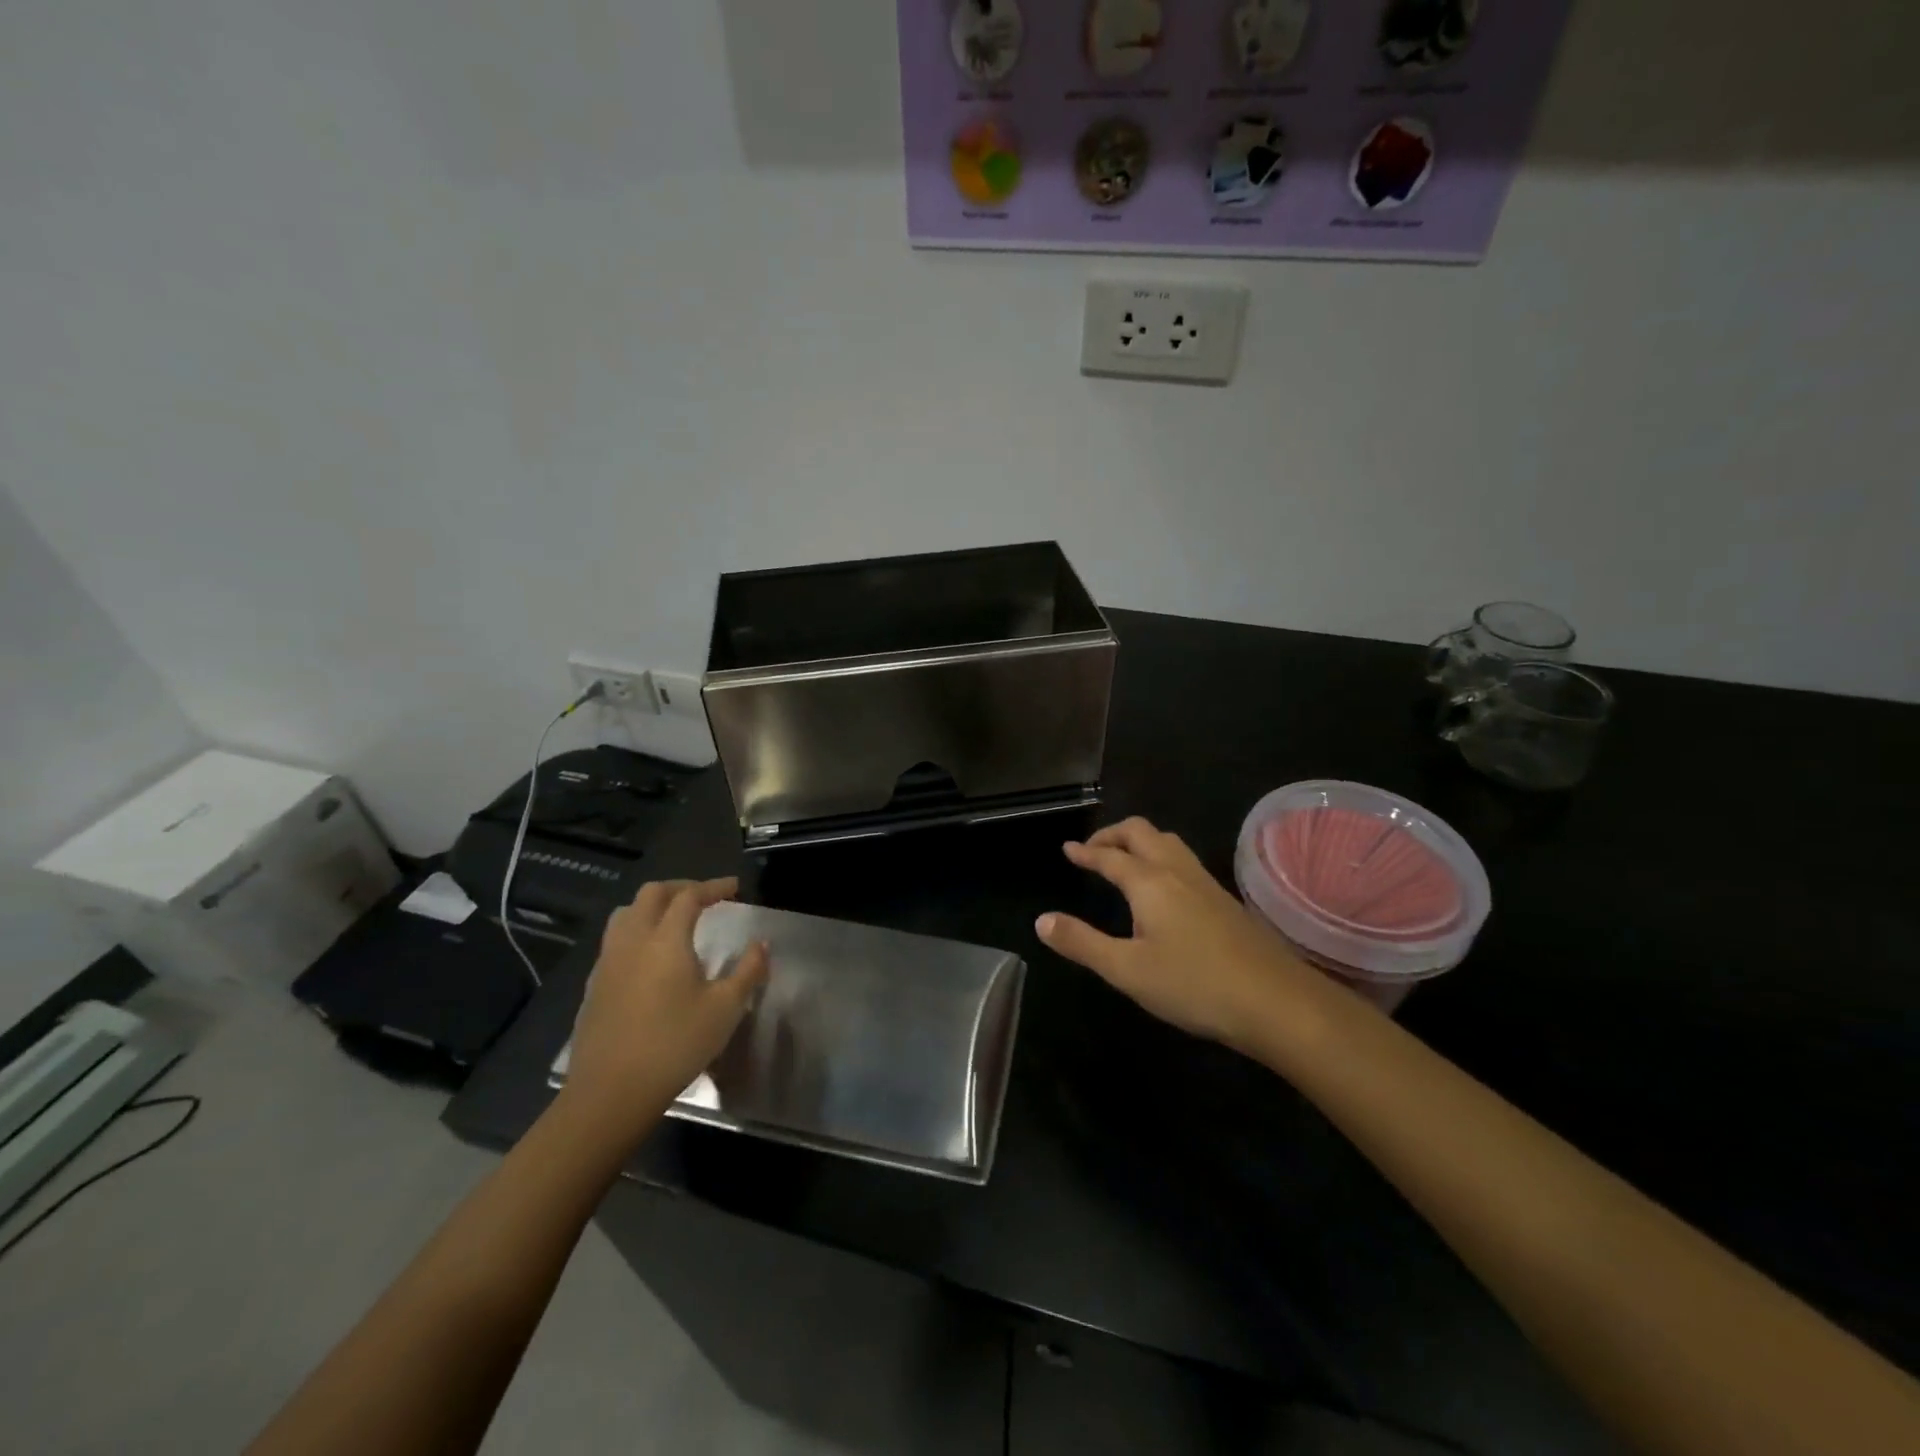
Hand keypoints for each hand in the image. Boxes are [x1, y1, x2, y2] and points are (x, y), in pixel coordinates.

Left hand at [563, 878, 768, 1135]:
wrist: (610, 1093)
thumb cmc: (675, 1045)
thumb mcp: (725, 1009)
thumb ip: (748, 971)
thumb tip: (761, 944)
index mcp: (665, 939)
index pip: (688, 896)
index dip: (713, 887)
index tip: (734, 887)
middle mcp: (632, 941)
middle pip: (651, 894)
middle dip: (680, 888)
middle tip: (704, 898)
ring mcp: (607, 963)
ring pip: (625, 914)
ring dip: (652, 907)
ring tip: (673, 920)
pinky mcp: (594, 986)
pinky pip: (614, 942)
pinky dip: (636, 932)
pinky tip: (649, 958)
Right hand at [1036, 817, 1320, 1051]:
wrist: (1277, 1002)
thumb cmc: (1194, 985)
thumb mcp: (1126, 970)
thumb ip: (1081, 943)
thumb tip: (1041, 920)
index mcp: (1149, 882)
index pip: (1110, 856)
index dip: (1086, 851)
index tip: (1068, 849)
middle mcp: (1177, 872)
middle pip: (1142, 833)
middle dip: (1113, 834)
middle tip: (1092, 850)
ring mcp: (1206, 883)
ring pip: (1169, 843)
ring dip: (1141, 842)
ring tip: (1125, 861)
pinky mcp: (1226, 901)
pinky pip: (1185, 861)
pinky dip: (1161, 858)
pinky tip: (1164, 890)